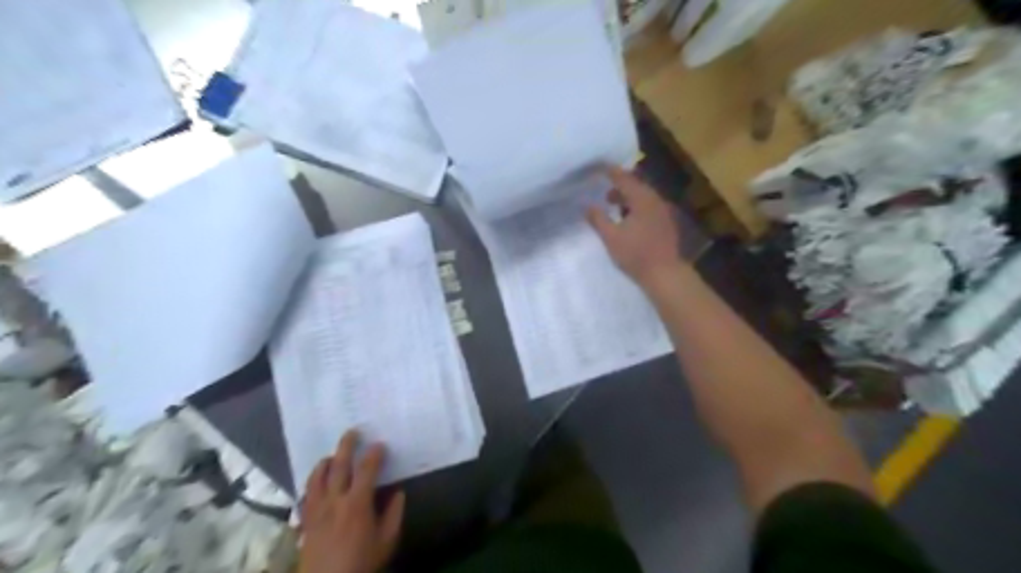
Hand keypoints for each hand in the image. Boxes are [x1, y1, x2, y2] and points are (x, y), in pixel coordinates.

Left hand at [299, 431, 405, 572]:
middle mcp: (334, 501)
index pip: (366, 470)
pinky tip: (317, 481)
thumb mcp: (386, 541)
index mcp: (357, 504)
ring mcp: (316, 510)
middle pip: (338, 465)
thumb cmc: (361, 564)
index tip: (380, 445)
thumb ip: (394, 513)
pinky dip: (312, 482)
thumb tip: (398, 492)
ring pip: (317, 477)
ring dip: (326, 461)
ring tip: (332, 455)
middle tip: (353, 432)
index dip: (374, 454)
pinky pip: (306, 494)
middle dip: (346, 445)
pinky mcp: (305, 521)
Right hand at [586, 167, 681, 288]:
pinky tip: (630, 220)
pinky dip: (638, 207)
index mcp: (642, 200)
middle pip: (637, 186)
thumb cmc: (635, 254)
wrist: (664, 274)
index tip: (600, 167)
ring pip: (644, 198)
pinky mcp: (667, 224)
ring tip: (615, 207)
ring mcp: (664, 212)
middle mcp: (656, 201)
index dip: (612, 172)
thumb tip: (587, 206)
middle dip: (620, 187)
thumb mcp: (611, 237)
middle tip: (605, 192)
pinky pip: (650, 208)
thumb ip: (598, 219)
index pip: (625, 179)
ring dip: (629, 198)